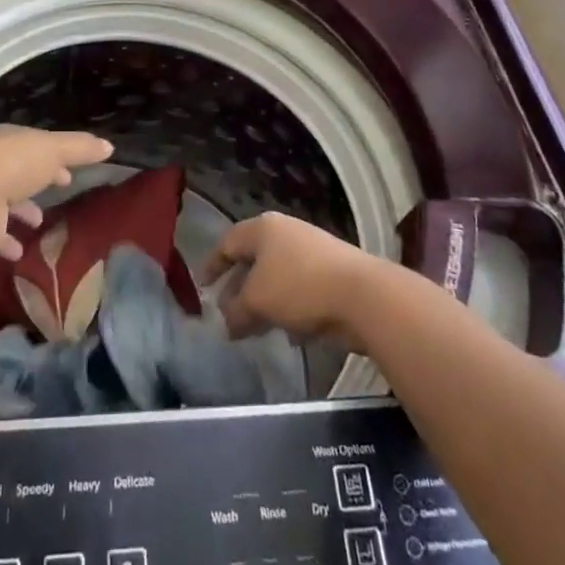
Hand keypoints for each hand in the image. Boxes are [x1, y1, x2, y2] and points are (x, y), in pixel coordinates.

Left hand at [0, 125, 111, 261]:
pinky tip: (18, 252)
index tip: (68, 171)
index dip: (50, 155)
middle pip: (12, 171)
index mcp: (1, 140)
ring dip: (19, 212)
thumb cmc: (13, 165)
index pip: (27, 144)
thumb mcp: (54, 150)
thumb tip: (108, 146)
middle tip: (58, 190)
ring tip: (39, 224)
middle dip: (34, 181)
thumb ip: (80, 149)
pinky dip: (4, 241)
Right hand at [201, 212, 382, 344]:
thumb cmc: (299, 286)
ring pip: (276, 278)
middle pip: (252, 261)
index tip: (202, 287)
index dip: (212, 265)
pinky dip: (289, 310)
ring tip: (254, 330)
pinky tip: (289, 335)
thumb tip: (227, 322)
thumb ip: (236, 311)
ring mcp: (310, 252)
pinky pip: (299, 291)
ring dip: (263, 303)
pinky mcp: (331, 274)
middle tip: (227, 314)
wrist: (362, 294)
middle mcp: (285, 234)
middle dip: (238, 289)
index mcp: (263, 229)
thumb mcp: (257, 301)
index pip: (228, 243)